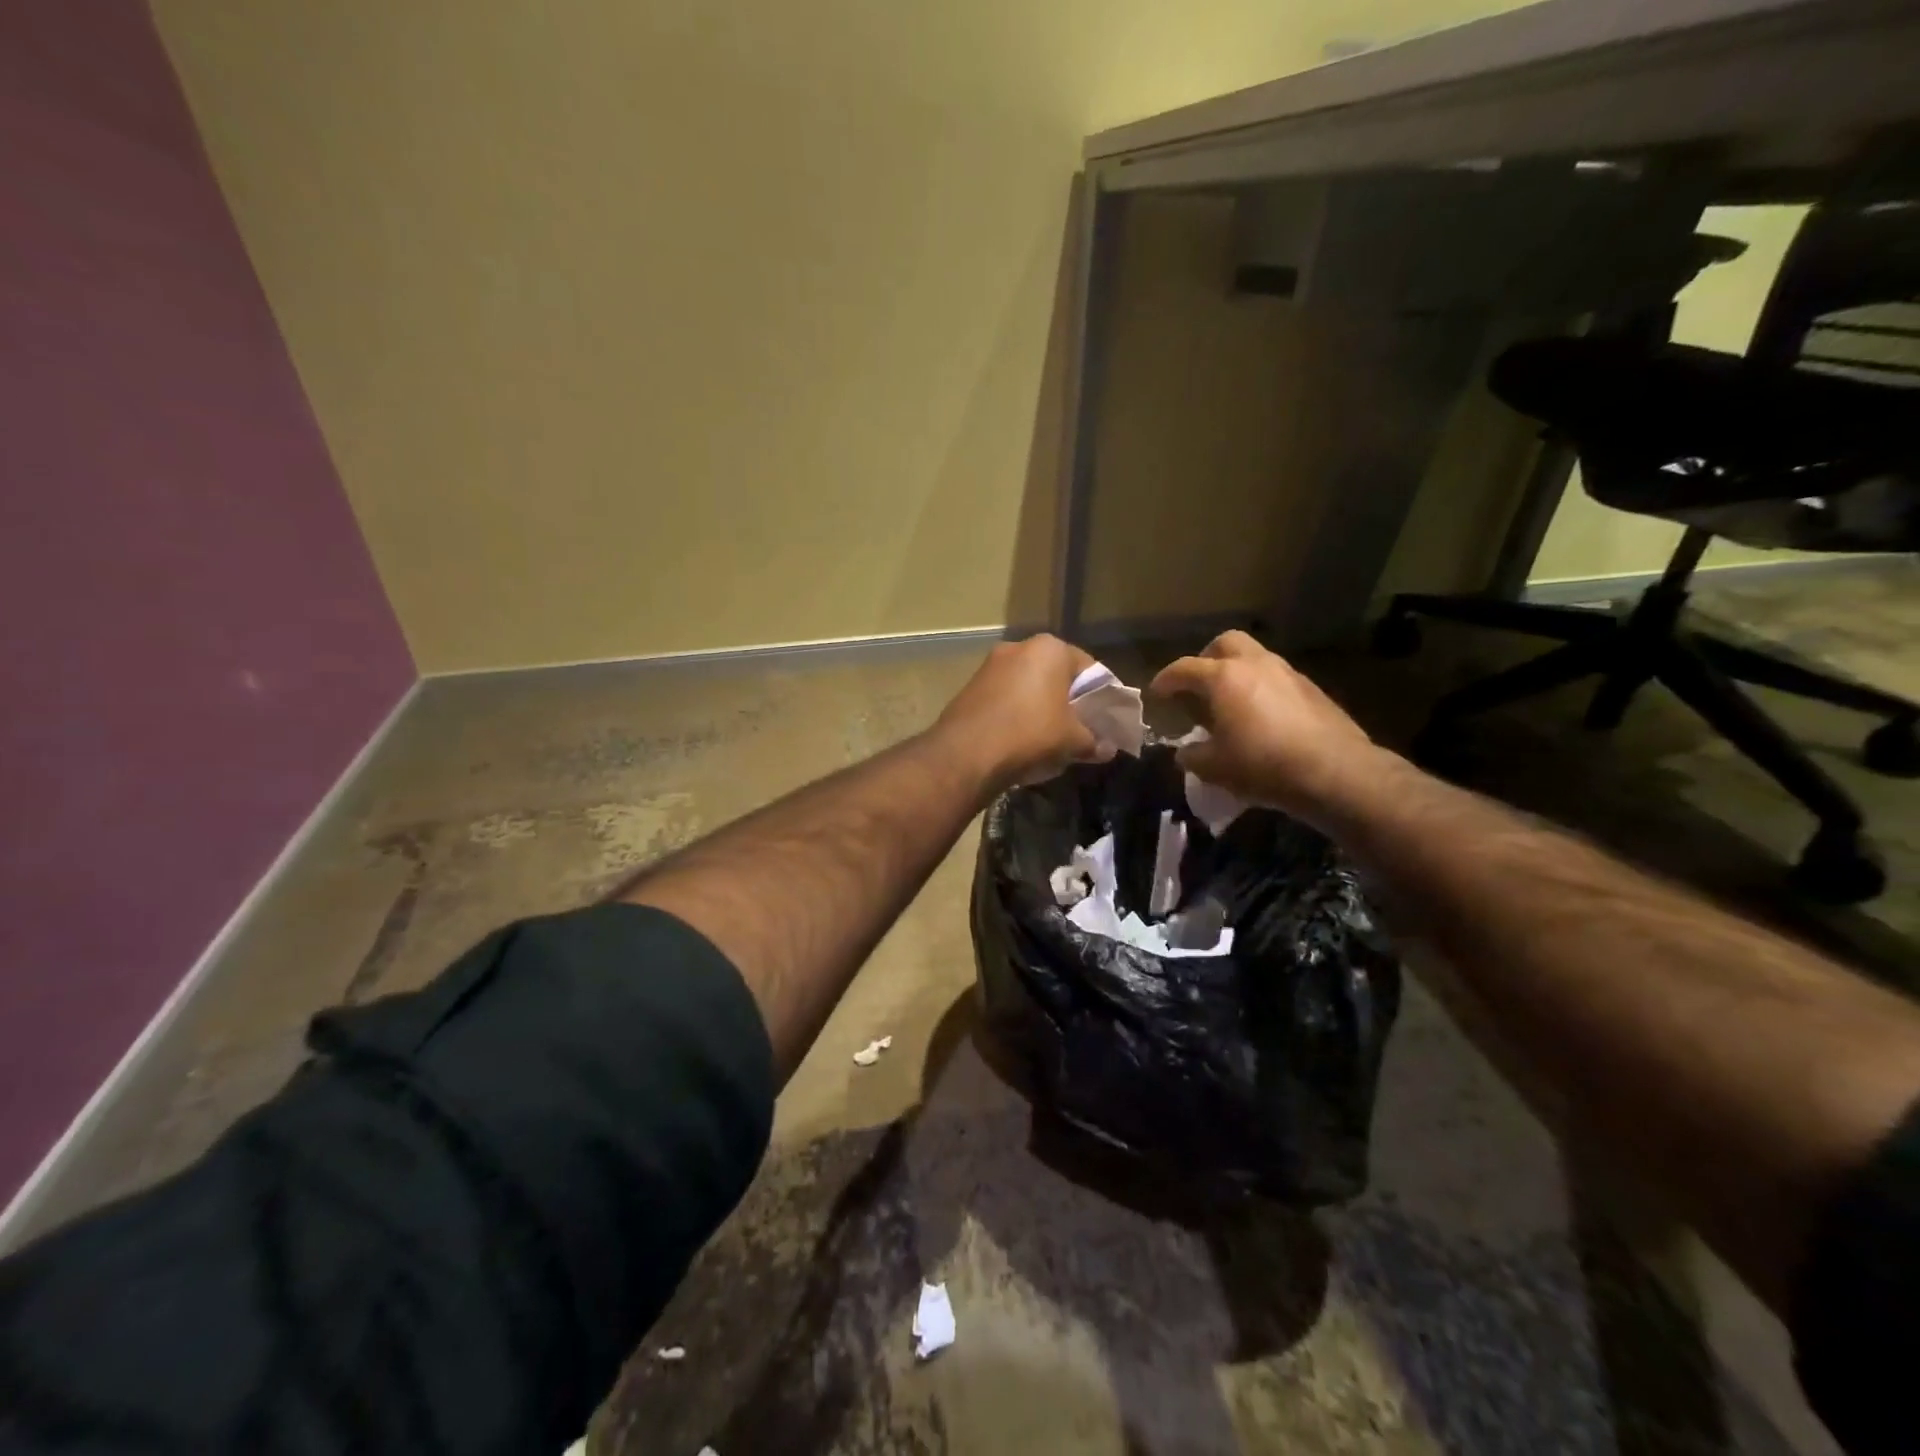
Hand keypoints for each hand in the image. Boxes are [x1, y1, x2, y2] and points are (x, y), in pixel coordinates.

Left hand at [934, 635, 1103, 791]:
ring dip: (1042, 707)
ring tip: (1052, 738)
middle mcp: (1018, 647)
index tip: (1107, 720)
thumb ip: (1094, 741)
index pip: (1090, 669)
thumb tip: (1107, 749)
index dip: (1103, 697)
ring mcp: (990, 666)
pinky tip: (1022, 739)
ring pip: (1029, 686)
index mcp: (1050, 649)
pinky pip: (1006, 698)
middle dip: (1070, 701)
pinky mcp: (971, 687)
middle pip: (1056, 675)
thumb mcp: (1072, 740)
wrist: (966, 752)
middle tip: (1081, 729)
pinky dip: (1018, 713)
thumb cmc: (1030, 734)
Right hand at [1149, 631, 1382, 824]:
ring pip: (1255, 657)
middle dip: (1207, 658)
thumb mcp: (1215, 768)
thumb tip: (1186, 753)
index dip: (1165, 680)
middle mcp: (1255, 665)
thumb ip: (1193, 756)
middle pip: (1225, 643)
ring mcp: (1288, 673)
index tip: (1157, 693)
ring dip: (1237, 672)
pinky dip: (1262, 688)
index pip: (1184, 668)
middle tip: (1199, 685)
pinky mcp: (1312, 689)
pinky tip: (1262, 717)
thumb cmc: (1263, 765)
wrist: (1335, 772)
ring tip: (1231, 703)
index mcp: (1224, 678)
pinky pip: (1277, 678)